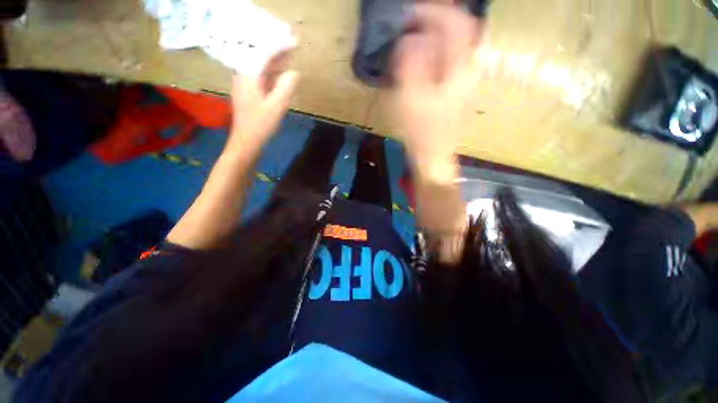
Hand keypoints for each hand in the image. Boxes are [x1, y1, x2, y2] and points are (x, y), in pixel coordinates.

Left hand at [227, 50, 298, 153]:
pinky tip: (281, 78)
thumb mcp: (276, 107)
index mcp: (249, 76)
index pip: (264, 54)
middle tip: (293, 49)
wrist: (246, 142)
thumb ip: (286, 87)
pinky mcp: (249, 94)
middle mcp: (244, 76)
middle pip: (261, 58)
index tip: (294, 42)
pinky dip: (272, 75)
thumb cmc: (260, 125)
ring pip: (261, 68)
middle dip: (277, 53)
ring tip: (290, 60)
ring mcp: (245, 85)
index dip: (280, 46)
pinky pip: (261, 79)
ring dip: (275, 64)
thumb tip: (295, 73)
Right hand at [387, 3, 483, 181]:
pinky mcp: (457, 90)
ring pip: (458, 44)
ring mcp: (465, 80)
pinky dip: (438, 51)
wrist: (433, 156)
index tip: (410, 13)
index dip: (434, 12)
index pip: (458, 23)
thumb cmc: (421, 132)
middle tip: (414, 22)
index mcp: (461, 69)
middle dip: (438, 20)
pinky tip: (423, 57)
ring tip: (416, 36)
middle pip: (463, 30)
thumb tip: (410, 40)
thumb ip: (411, 65)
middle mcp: (469, 69)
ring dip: (438, 35)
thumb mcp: (411, 99)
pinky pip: (452, 60)